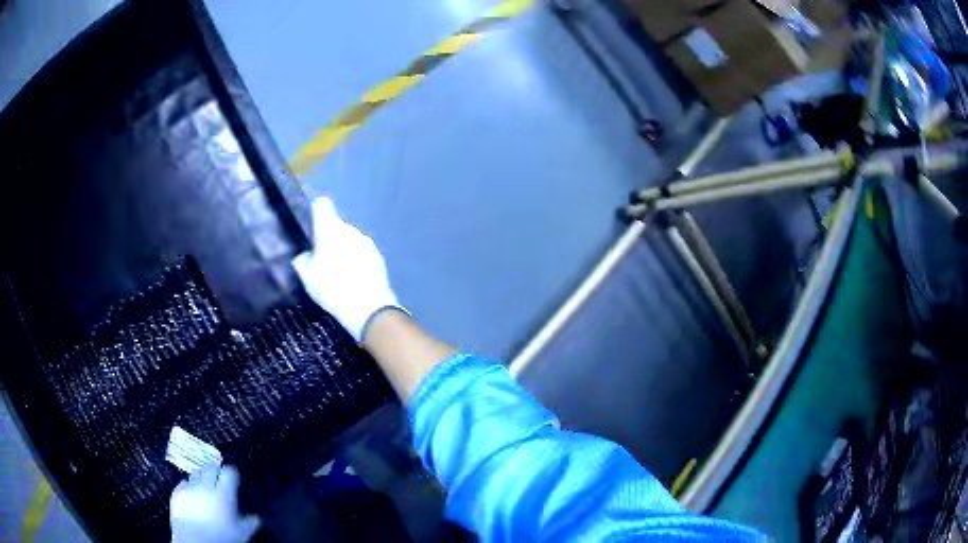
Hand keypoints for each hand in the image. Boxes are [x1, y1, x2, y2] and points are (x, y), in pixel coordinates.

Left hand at [170, 465, 260, 542]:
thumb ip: (249, 523)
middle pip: (211, 468)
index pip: (229, 472)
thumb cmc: (221, 538)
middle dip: (216, 470)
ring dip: (202, 476)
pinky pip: (184, 482)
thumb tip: (256, 519)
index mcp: (224, 494)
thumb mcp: (241, 532)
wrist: (195, 541)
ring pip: (196, 473)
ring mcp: (189, 488)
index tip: (234, 477)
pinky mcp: (177, 492)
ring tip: (205, 484)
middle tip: (220, 477)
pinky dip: (189, 485)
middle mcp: (206, 486)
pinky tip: (192, 493)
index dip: (232, 473)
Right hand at [292, 197, 402, 341]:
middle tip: (320, 256)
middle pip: (336, 225)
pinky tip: (353, 276)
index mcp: (330, 229)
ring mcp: (366, 242)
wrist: (368, 308)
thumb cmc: (332, 289)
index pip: (322, 206)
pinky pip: (361, 251)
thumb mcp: (308, 278)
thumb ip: (302, 261)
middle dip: (328, 236)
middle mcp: (350, 230)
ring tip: (338, 270)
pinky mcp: (378, 256)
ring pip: (349, 238)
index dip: (315, 211)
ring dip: (343, 247)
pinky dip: (356, 258)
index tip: (310, 223)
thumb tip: (304, 255)